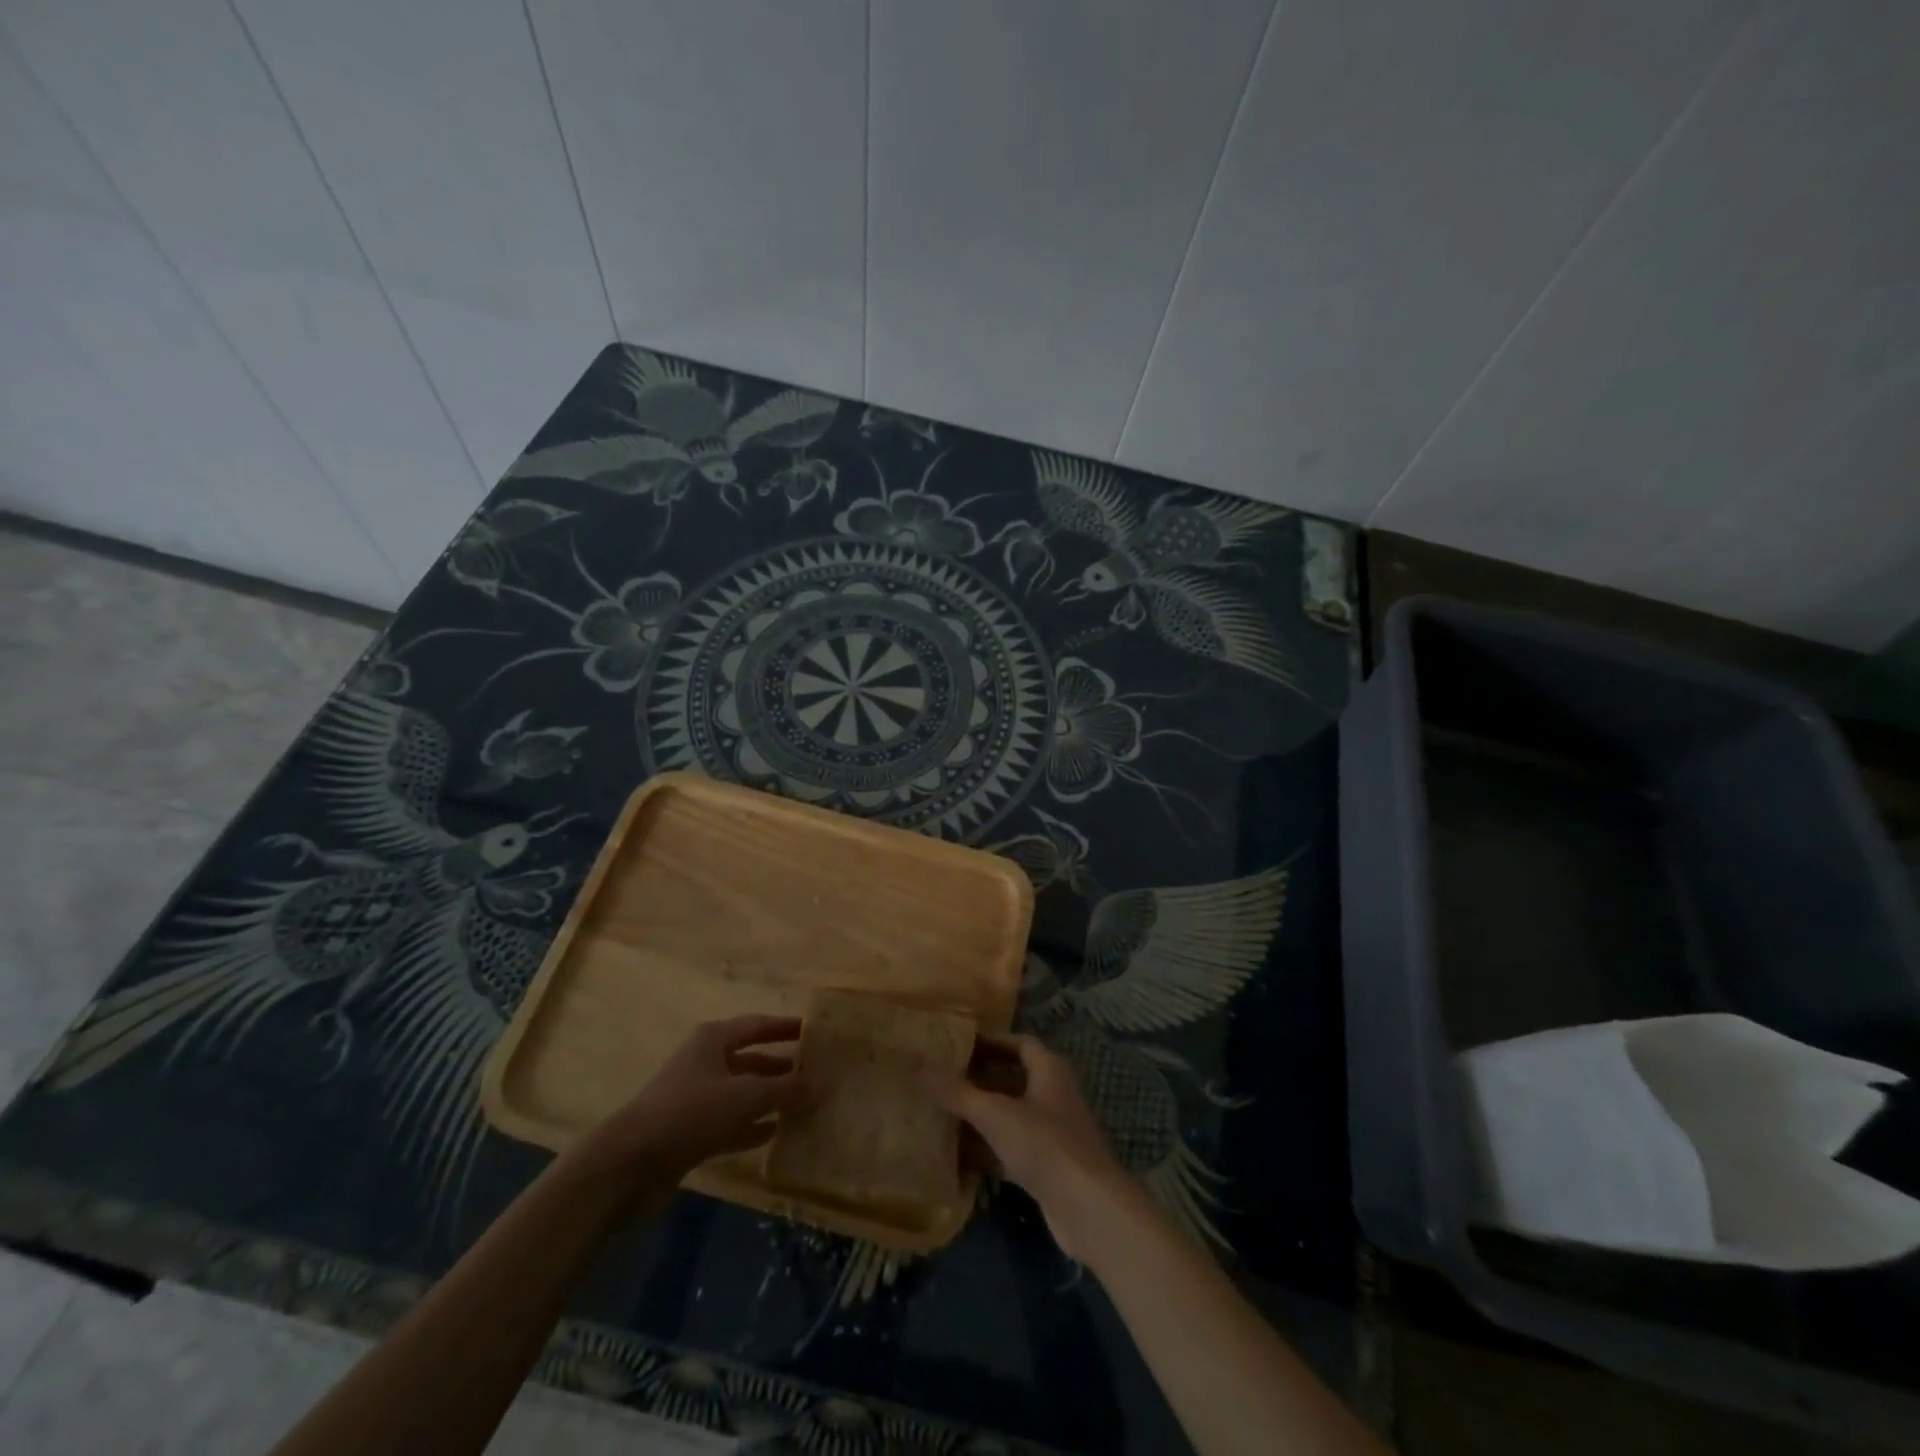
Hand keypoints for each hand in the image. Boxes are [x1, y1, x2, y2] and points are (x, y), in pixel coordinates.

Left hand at [573, 1015, 812, 1199]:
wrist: (628, 1165)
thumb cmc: (689, 1113)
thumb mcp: (744, 1096)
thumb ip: (786, 1090)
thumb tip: (826, 1083)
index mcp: (714, 1040)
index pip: (758, 1025)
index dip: (786, 1027)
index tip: (815, 1032)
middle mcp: (705, 1062)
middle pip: (751, 1059)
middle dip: (782, 1067)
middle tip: (817, 1073)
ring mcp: (696, 1098)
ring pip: (743, 1092)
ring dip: (770, 1098)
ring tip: (805, 1104)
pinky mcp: (691, 1132)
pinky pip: (731, 1123)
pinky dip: (753, 1126)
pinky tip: (777, 1134)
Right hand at [927, 1034, 1133, 1259]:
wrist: (1088, 1208)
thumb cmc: (1045, 1145)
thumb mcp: (996, 1114)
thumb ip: (958, 1093)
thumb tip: (921, 1067)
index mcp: (1049, 1070)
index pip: (1018, 1043)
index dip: (990, 1041)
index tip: (957, 1045)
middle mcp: (1054, 1094)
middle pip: (1014, 1077)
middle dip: (981, 1078)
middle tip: (943, 1078)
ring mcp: (1053, 1132)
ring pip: (1012, 1114)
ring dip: (983, 1114)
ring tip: (945, 1112)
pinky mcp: (1049, 1166)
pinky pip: (1013, 1147)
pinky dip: (990, 1148)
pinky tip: (961, 1155)